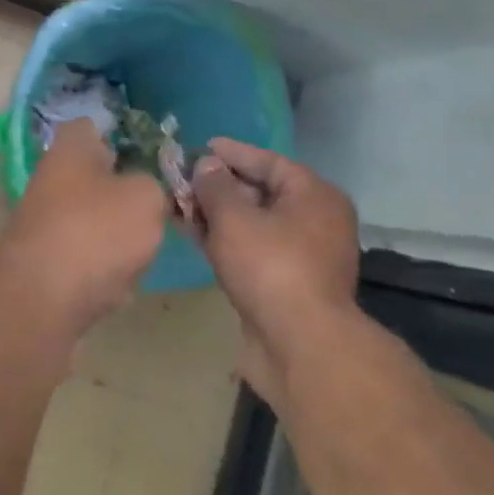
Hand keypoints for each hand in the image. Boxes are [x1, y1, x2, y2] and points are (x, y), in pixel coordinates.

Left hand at [0, 119, 167, 336]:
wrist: (41, 299)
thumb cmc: (96, 230)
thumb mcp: (146, 198)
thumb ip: (154, 186)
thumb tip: (145, 192)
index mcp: (71, 147)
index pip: (94, 126)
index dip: (123, 136)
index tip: (151, 156)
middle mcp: (52, 177)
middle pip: (97, 177)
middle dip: (125, 193)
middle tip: (157, 209)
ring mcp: (45, 221)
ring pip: (94, 219)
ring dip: (118, 236)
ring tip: (140, 253)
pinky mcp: (45, 261)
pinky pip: (85, 257)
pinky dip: (102, 270)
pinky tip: (117, 285)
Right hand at [189, 139, 359, 404]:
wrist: (300, 347)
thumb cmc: (271, 268)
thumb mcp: (234, 218)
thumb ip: (215, 186)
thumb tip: (207, 165)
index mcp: (314, 195)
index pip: (269, 161)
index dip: (232, 153)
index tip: (200, 146)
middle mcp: (315, 221)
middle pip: (260, 192)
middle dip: (219, 186)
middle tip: (183, 178)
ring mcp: (301, 256)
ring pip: (252, 224)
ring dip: (216, 215)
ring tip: (179, 204)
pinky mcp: (285, 285)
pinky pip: (251, 251)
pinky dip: (224, 241)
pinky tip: (193, 235)